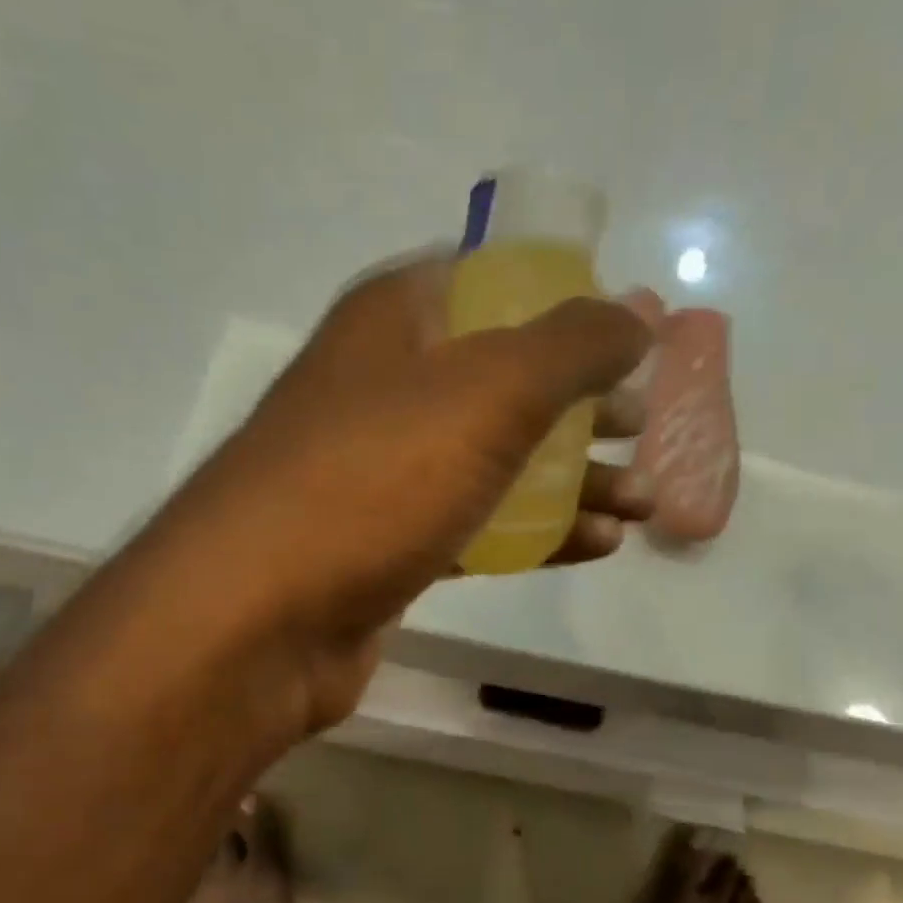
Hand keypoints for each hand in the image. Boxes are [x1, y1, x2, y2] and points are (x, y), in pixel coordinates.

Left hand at [163, 254, 654, 729]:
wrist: (257, 619)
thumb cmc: (373, 480)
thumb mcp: (488, 392)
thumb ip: (571, 345)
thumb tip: (638, 312)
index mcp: (393, 322)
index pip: (490, 282)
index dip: (566, 301)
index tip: (628, 334)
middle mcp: (384, 388)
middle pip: (503, 378)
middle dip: (582, 403)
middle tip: (643, 425)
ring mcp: (383, 473)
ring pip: (496, 459)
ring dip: (574, 478)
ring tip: (645, 502)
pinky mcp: (388, 546)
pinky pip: (477, 525)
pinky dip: (537, 532)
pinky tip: (598, 546)